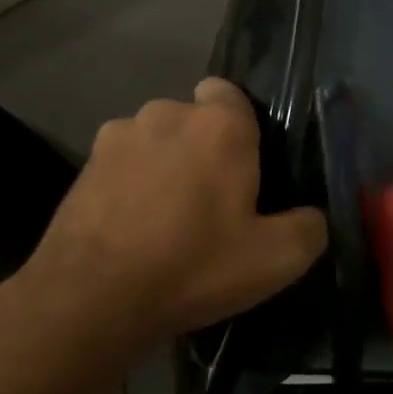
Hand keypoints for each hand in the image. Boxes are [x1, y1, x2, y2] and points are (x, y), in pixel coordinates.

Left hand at [11, 79, 327, 389]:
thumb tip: (311, 217)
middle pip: (194, 120)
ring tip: (167, 219)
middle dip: (204, 149)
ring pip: (156, 141)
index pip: (232, 93)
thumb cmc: (192, 266)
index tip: (245, 166)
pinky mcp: (82, 166)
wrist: (89, 300)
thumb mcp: (275, 260)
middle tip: (213, 203)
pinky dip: (131, 185)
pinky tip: (133, 229)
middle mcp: (166, 114)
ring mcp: (117, 137)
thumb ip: (309, 228)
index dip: (241, 126)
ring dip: (165, 165)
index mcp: (219, 125)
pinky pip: (123, 165)